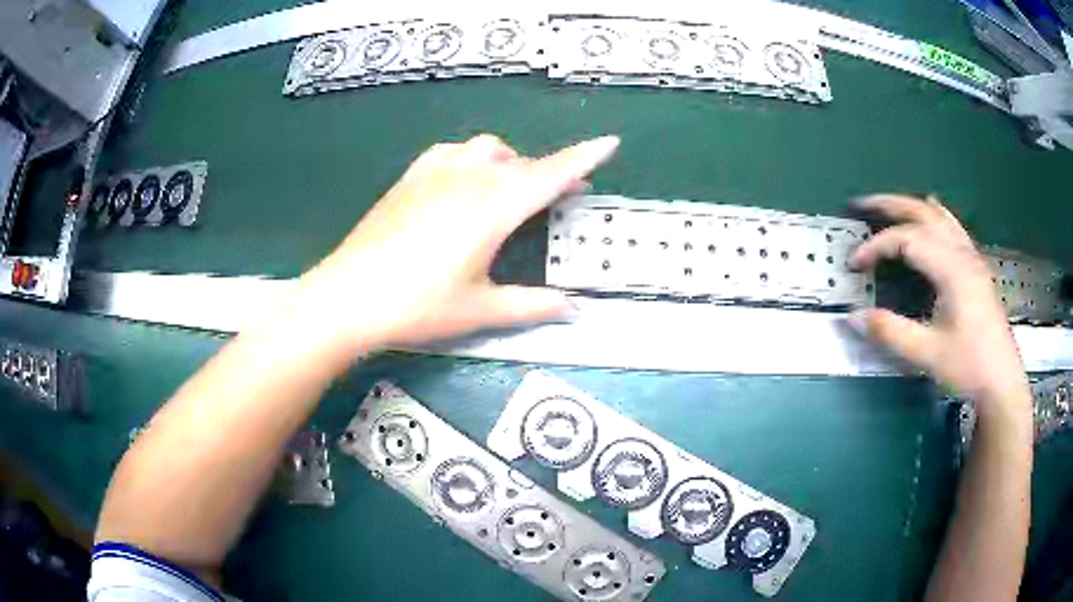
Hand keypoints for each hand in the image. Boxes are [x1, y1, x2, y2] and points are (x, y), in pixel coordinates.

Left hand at [290, 134, 619, 354]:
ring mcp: (434, 173)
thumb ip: (532, 305)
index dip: (583, 159)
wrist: (348, 296)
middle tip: (566, 193)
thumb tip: (574, 308)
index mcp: (492, 209)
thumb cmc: (417, 306)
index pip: (549, 176)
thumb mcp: (480, 310)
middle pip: (522, 163)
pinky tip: (465, 178)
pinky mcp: (410, 178)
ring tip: (514, 187)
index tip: (609, 143)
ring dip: (511, 162)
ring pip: (486, 149)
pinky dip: (471, 158)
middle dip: (551, 171)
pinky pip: (452, 151)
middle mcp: (468, 179)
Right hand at [847, 194, 1028, 406]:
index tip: (855, 264)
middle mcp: (961, 253)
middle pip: (922, 212)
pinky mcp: (976, 267)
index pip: (907, 240)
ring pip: (938, 215)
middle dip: (890, 205)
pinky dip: (934, 214)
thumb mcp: (928, 354)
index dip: (877, 246)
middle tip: (861, 204)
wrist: (1001, 381)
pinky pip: (952, 226)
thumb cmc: (969, 366)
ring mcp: (971, 257)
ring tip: (888, 207)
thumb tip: (854, 318)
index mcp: (951, 269)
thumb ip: (891, 332)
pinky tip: (931, 211)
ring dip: (910, 206)